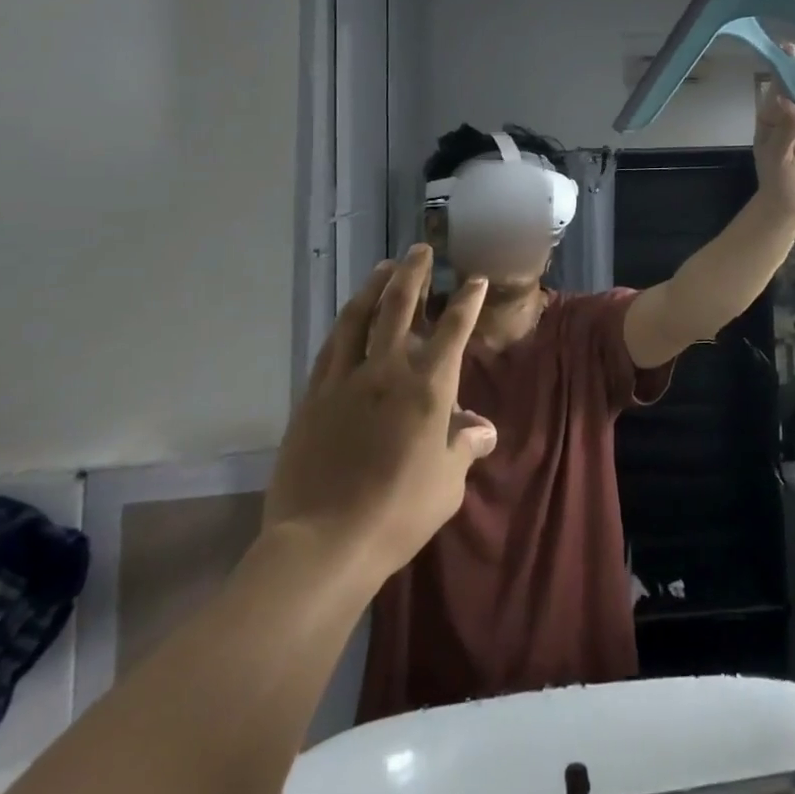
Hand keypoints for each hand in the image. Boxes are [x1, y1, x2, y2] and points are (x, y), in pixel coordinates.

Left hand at [265, 245, 497, 581]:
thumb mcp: (447, 484)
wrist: (323, 543)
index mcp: (427, 389)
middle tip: (419, 250)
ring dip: (373, 288)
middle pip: (399, 308)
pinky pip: (330, 349)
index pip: (452, 331)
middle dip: (412, 274)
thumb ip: (464, 447)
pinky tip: (347, 318)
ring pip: (358, 319)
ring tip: (383, 268)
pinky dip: (343, 325)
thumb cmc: (398, 513)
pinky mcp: (312, 398)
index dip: (466, 302)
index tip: (474, 279)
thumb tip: (482, 429)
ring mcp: (344, 381)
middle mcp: (386, 372)